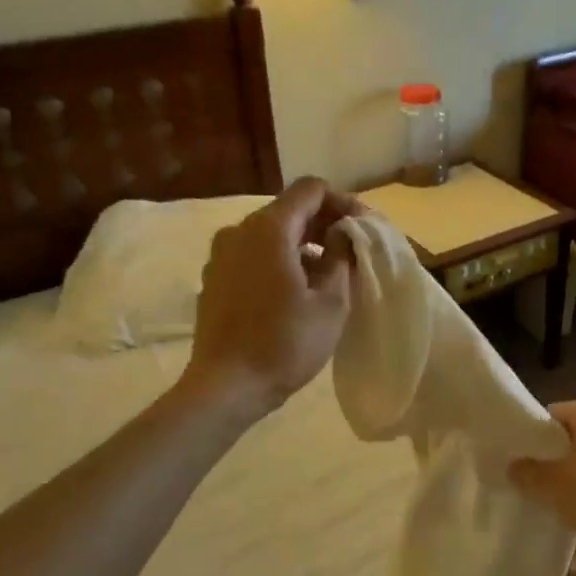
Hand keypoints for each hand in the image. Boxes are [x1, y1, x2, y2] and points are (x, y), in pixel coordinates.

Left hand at [181, 177, 358, 420]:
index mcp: (269, 229)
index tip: (361, 227)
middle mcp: (239, 231)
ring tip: (326, 275)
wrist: (226, 386)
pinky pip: (251, 256)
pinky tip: (293, 292)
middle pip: (288, 210)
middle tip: (350, 251)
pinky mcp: (213, 280)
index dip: (341, 202)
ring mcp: (220, 255)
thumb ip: (341, 258)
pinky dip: (277, 261)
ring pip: (269, 235)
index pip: (310, 190)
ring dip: (301, 245)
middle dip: (322, 224)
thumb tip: (342, 235)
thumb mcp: (331, 303)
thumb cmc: (285, 343)